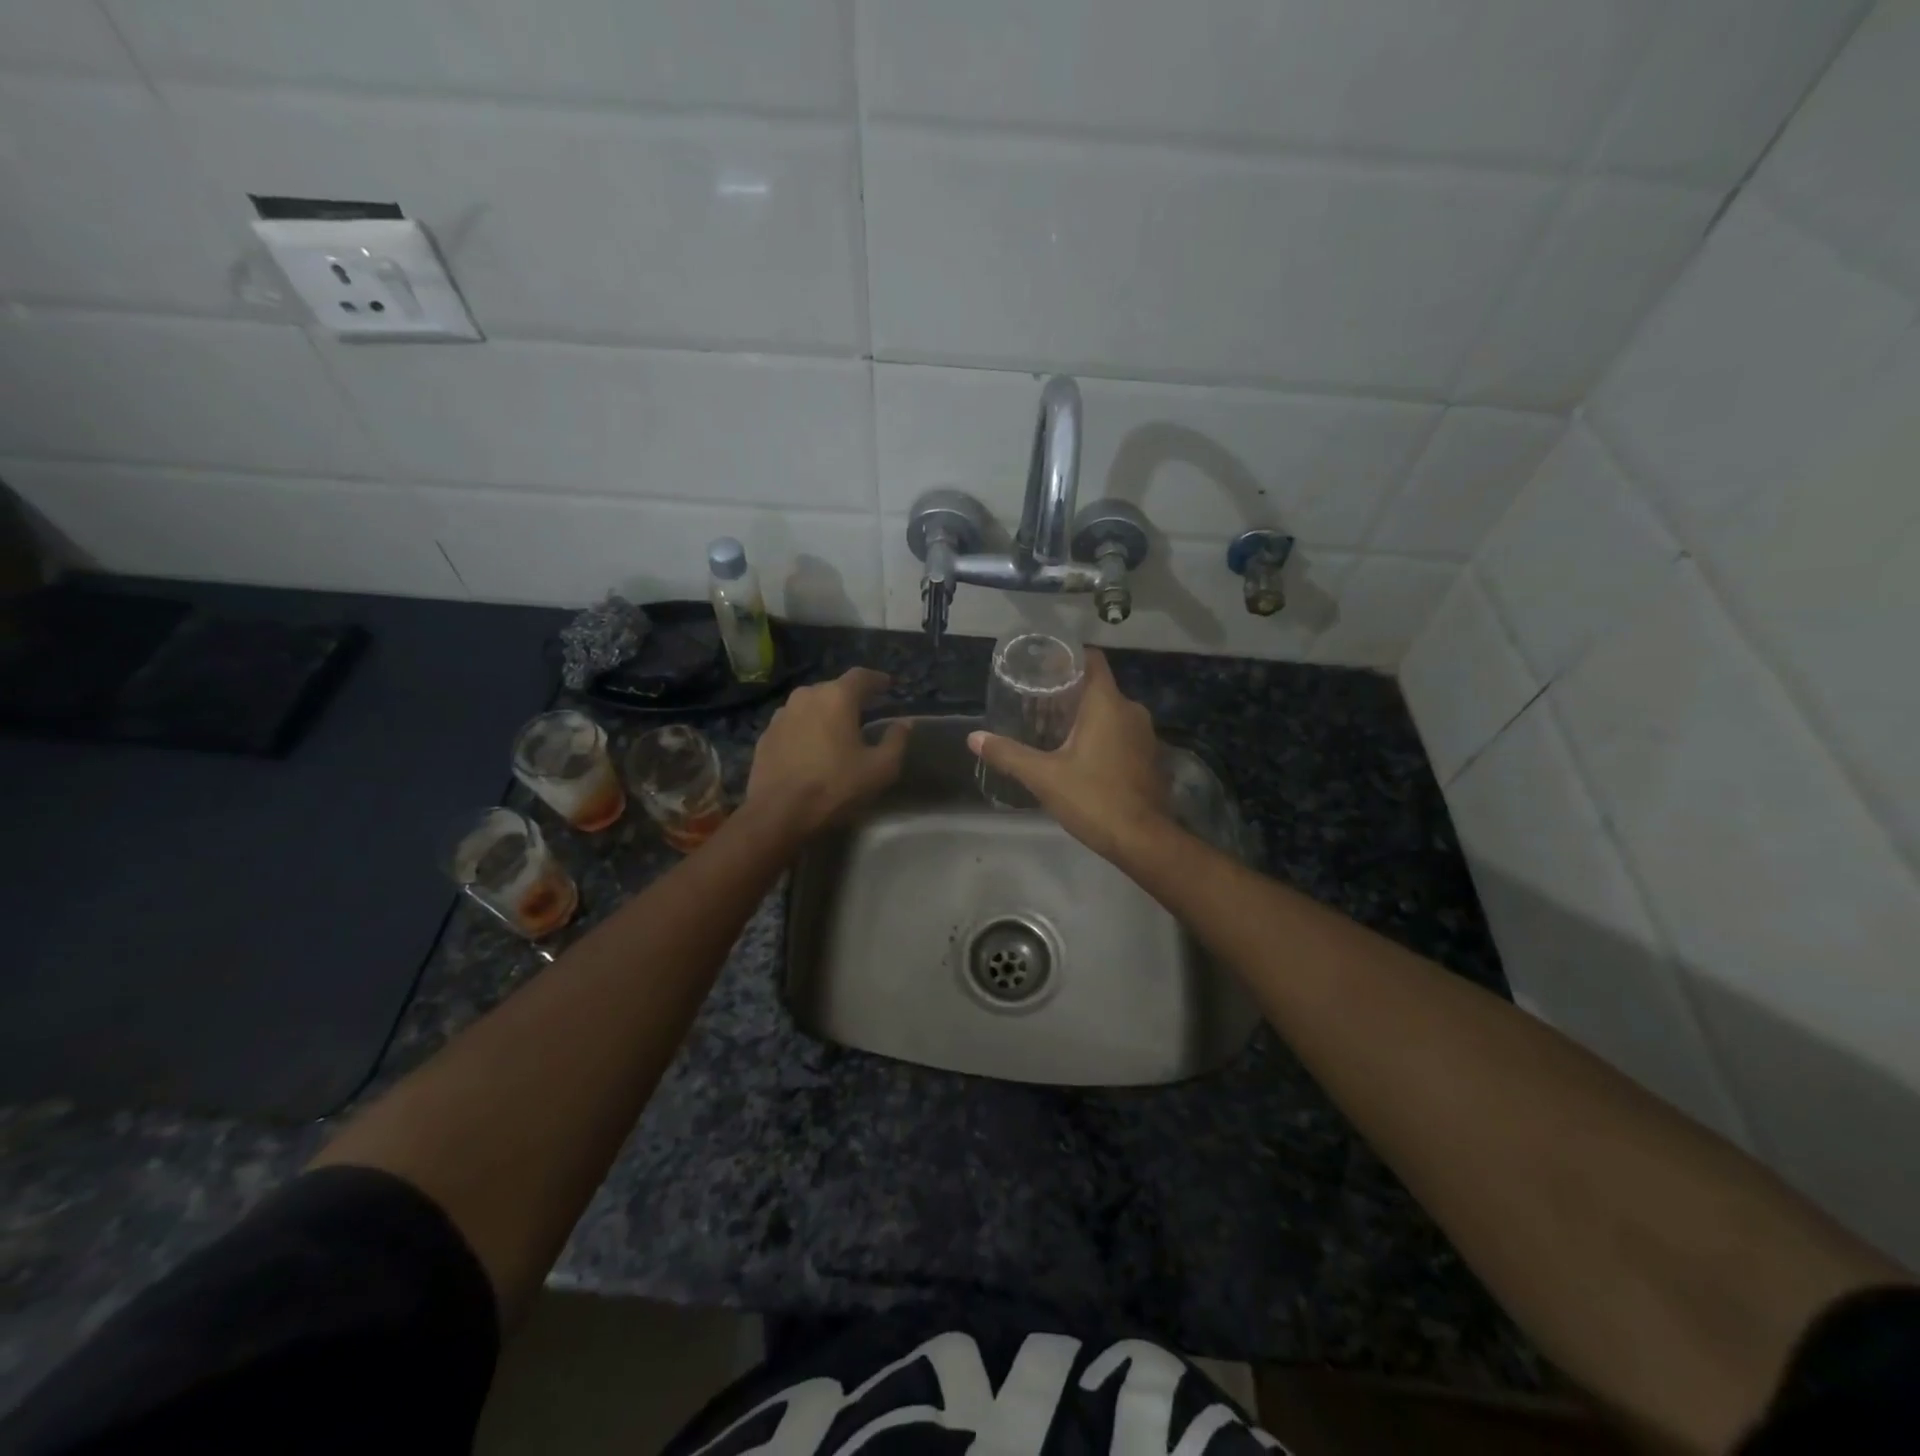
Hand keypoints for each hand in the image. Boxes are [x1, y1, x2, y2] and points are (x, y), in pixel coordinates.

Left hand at [745, 668, 908, 836]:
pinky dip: (805, 728)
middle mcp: (806, 696)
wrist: (777, 813)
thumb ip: (896, 741)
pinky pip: (792, 723)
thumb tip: (904, 723)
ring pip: (810, 704)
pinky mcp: (765, 735)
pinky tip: (810, 747)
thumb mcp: (880, 769)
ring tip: (836, 730)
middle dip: (850, 697)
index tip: (888, 686)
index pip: (861, 676)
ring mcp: (781, 714)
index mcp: (836, 697)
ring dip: (825, 713)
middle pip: (833, 688)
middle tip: (864, 711)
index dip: (877, 679)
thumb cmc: (834, 787)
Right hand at [968, 649, 1167, 861]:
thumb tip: (974, 738)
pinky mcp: (1150, 757)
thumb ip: (1008, 754)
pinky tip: (1081, 754)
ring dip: (1086, 717)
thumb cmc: (1093, 798)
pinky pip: (1123, 734)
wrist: (1142, 840)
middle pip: (1098, 687)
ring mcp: (1146, 735)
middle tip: (1037, 701)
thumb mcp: (1043, 777)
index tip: (1043, 666)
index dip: (1068, 657)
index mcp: (1107, 704)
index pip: (1092, 660)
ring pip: (1112, 712)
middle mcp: (1131, 710)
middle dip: (1070, 692)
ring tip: (1054, 728)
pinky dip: (1102, 736)